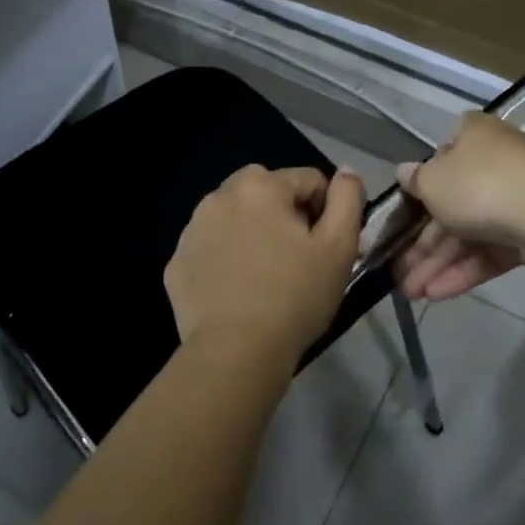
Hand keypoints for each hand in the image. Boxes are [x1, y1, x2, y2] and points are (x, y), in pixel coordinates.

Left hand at [165, 165, 365, 365]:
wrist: (236, 353)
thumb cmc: (296, 296)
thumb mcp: (340, 247)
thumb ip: (348, 199)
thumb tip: (346, 172)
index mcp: (261, 186)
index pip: (309, 180)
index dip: (325, 210)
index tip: (324, 247)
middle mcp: (219, 196)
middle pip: (265, 190)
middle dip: (283, 212)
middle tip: (295, 256)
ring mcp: (191, 230)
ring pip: (233, 216)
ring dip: (250, 231)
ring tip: (264, 275)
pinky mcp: (176, 263)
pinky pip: (210, 247)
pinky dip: (224, 257)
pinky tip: (237, 290)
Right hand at [392, 114, 524, 301]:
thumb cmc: (478, 185)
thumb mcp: (432, 181)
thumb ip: (415, 181)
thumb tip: (405, 172)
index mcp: (475, 136)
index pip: (445, 151)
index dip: (424, 179)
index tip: (407, 205)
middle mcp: (497, 163)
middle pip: (453, 203)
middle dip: (423, 241)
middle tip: (398, 270)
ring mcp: (516, 200)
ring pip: (469, 233)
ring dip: (437, 263)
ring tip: (411, 293)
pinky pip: (490, 252)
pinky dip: (464, 270)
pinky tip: (436, 294)